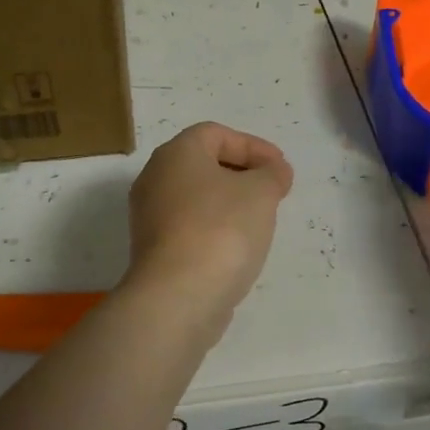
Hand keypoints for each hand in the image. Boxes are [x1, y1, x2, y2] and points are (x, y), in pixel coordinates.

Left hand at [125, 122, 293, 318]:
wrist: (178, 296)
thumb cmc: (221, 229)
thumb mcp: (260, 192)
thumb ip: (272, 174)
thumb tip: (274, 171)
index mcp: (175, 153)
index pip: (215, 134)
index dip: (252, 145)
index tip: (280, 168)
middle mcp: (154, 178)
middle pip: (202, 164)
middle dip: (242, 173)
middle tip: (273, 191)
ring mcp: (149, 216)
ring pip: (195, 197)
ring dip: (229, 202)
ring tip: (260, 219)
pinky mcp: (153, 250)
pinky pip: (189, 226)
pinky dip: (214, 227)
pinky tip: (237, 246)